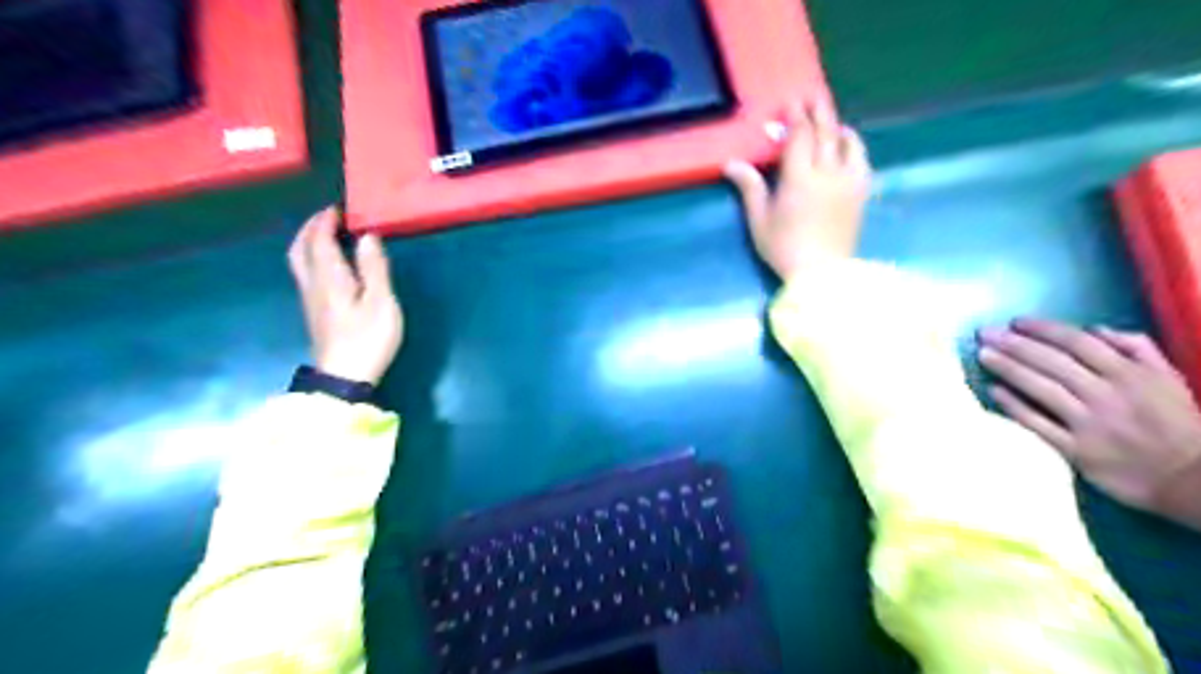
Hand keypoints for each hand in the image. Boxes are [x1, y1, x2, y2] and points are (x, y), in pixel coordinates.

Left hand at [286, 208, 403, 384]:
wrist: (344, 376)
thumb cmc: (368, 338)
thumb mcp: (381, 302)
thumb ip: (374, 268)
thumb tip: (367, 236)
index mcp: (329, 277)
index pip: (320, 239)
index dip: (326, 220)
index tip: (339, 207)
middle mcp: (313, 283)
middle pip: (300, 248)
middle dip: (311, 228)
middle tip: (330, 217)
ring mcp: (311, 299)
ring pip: (299, 261)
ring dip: (310, 241)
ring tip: (328, 235)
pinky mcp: (315, 311)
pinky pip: (306, 272)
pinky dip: (313, 257)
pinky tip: (329, 263)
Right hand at [722, 97, 874, 277]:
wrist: (822, 273)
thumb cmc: (784, 248)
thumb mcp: (760, 220)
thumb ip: (750, 187)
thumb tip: (731, 163)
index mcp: (799, 178)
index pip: (800, 136)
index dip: (795, 117)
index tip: (790, 103)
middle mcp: (827, 172)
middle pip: (825, 132)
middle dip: (817, 111)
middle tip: (811, 96)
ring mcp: (848, 181)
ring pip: (846, 142)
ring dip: (836, 126)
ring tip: (828, 119)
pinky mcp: (860, 193)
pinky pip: (861, 160)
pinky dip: (853, 145)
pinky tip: (847, 144)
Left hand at [976, 319, 1199, 512]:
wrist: (1192, 479)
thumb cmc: (1175, 423)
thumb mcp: (1167, 378)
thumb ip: (1136, 348)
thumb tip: (1093, 328)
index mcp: (1130, 374)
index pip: (1078, 342)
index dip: (1043, 329)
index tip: (1015, 321)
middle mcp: (1108, 395)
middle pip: (1052, 362)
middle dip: (1014, 344)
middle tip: (985, 333)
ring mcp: (1091, 424)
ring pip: (1042, 388)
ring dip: (1008, 369)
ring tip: (982, 354)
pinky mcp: (1077, 451)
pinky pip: (1038, 424)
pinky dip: (1014, 406)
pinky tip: (993, 391)